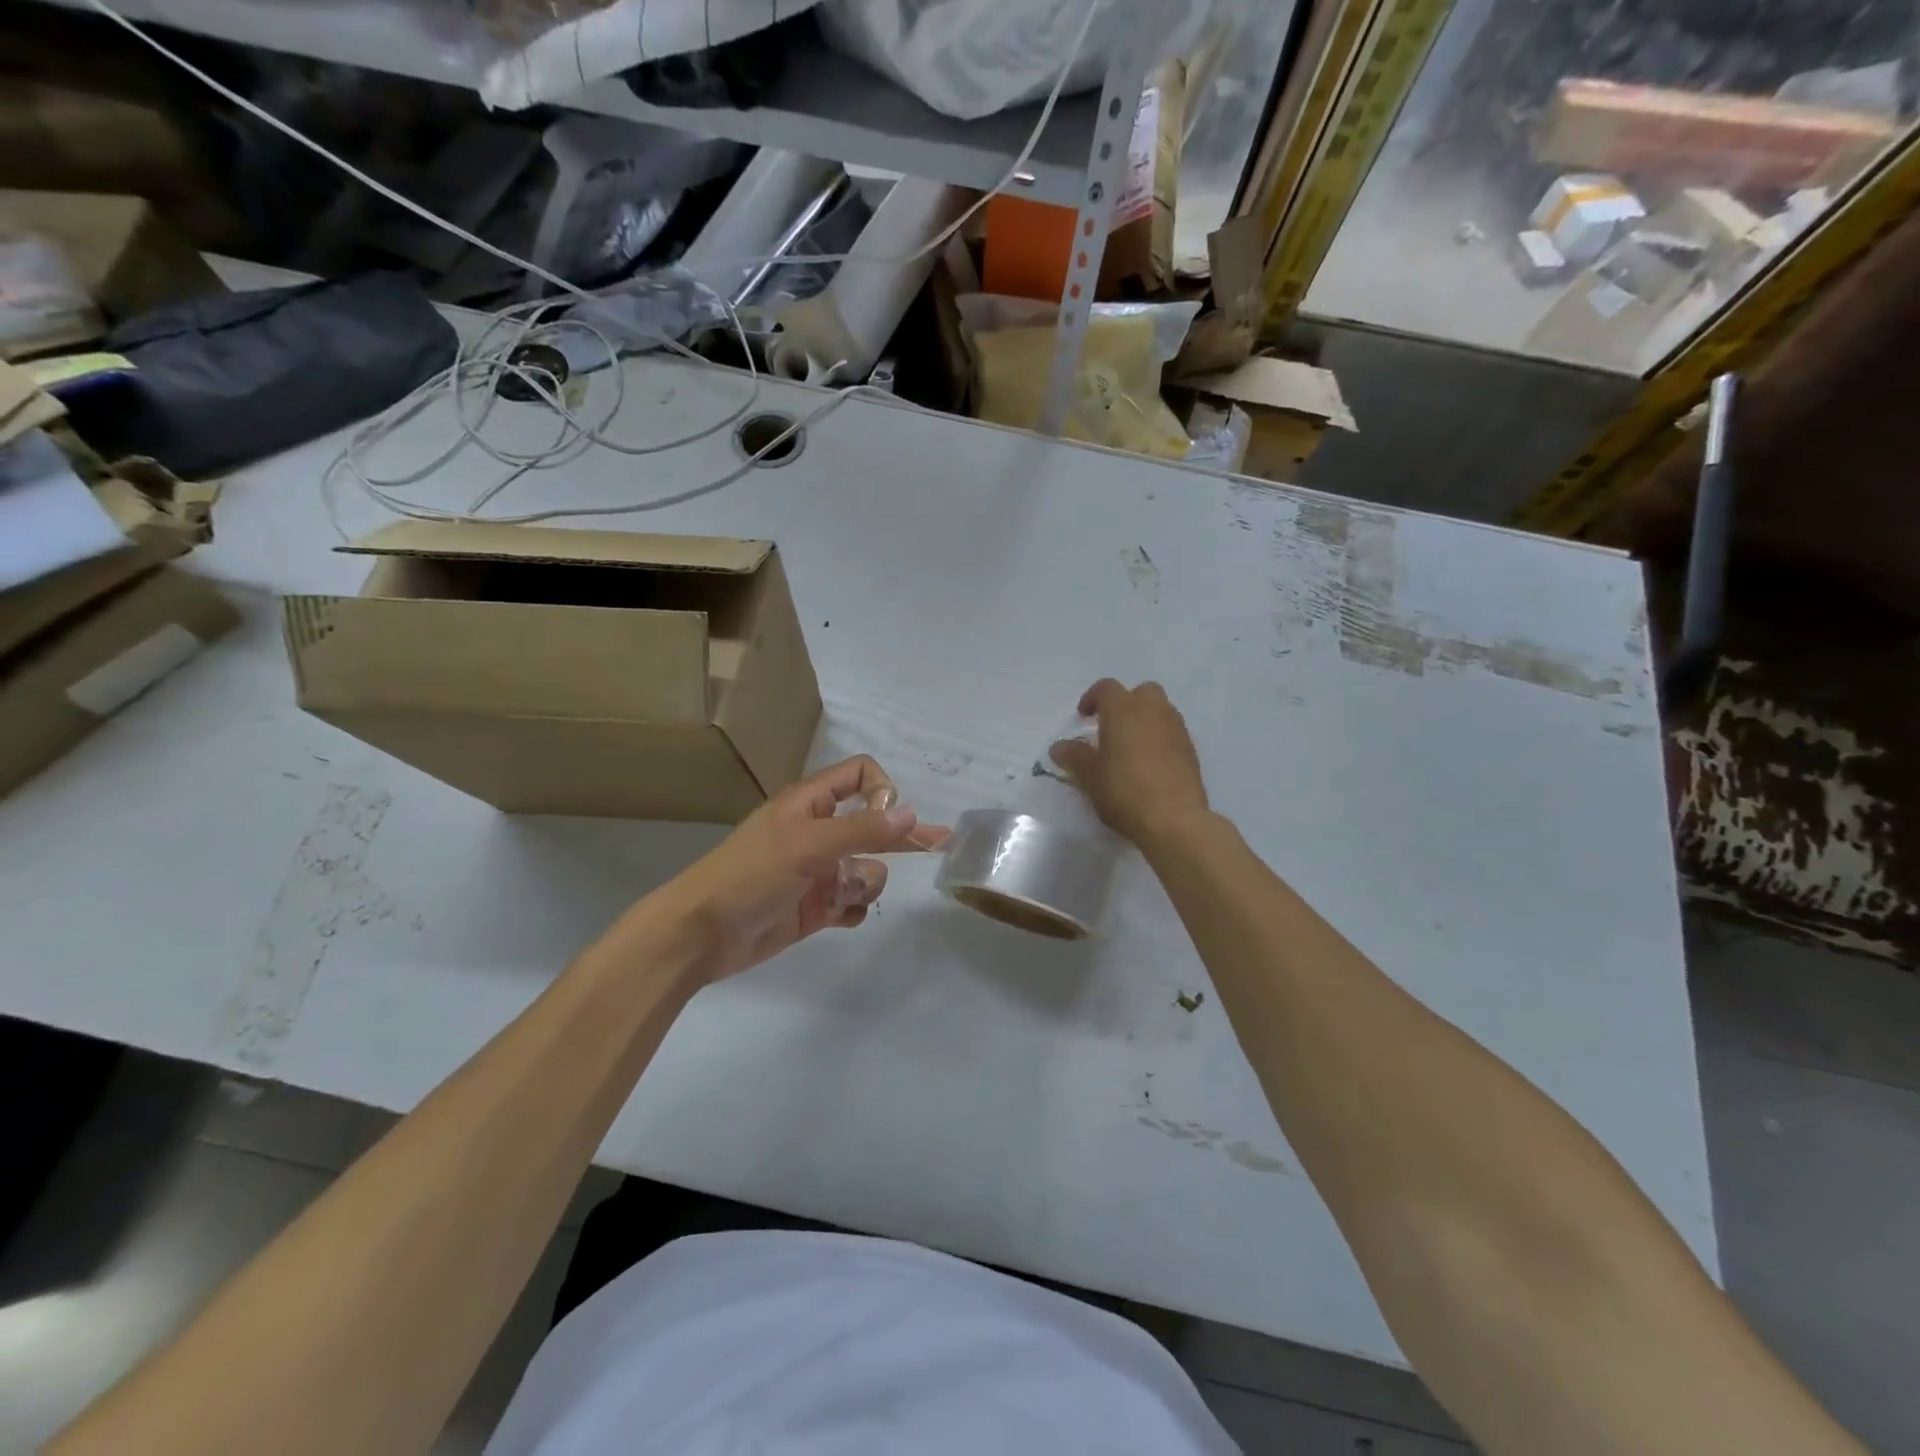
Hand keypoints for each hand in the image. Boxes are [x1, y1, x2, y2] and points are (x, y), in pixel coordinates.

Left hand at [645, 756, 948, 984]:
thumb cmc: (751, 875)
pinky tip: (838, 916)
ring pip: (867, 868)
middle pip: (873, 824)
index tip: (886, 817)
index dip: (881, 791)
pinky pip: (852, 901)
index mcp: (810, 804)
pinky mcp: (815, 907)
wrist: (702, 935)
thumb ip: (863, 830)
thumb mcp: (808, 845)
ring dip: (864, 881)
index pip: (860, 775)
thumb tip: (911, 813)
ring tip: (840, 895)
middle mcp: (818, 832)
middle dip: (902, 835)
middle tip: (941, 843)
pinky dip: (852, 908)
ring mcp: (817, 871)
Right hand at [1049, 679, 1209, 847]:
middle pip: (1141, 692)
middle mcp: (1153, 711)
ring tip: (1130, 748)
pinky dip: (1160, 739)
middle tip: (1111, 728)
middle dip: (1126, 704)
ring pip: (1160, 711)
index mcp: (1123, 710)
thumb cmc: (1124, 791)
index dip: (1092, 698)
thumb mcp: (1089, 776)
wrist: (1174, 819)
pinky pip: (1172, 733)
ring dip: (1145, 721)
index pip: (1106, 688)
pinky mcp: (1191, 751)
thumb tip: (1060, 747)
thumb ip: (1074, 756)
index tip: (1083, 717)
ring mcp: (1176, 729)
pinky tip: (1149, 765)